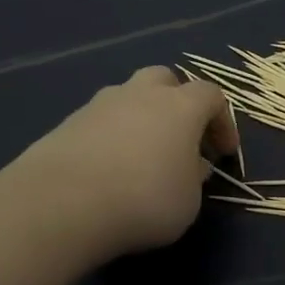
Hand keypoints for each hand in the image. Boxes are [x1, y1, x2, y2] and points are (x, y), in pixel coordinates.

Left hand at [13, 66, 237, 256]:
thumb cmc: (144, 200)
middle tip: (181, 138)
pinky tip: (108, 171)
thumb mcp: (189, 201)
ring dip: (140, 119)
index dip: (223, 121)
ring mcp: (99, 105)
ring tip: (141, 157)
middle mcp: (140, 94)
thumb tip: (191, 166)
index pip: (212, 96)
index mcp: (181, 106)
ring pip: (128, 97)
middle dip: (177, 103)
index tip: (223, 152)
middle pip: (165, 79)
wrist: (61, 205)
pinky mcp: (66, 124)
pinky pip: (99, 122)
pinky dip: (110, 138)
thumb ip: (194, 178)